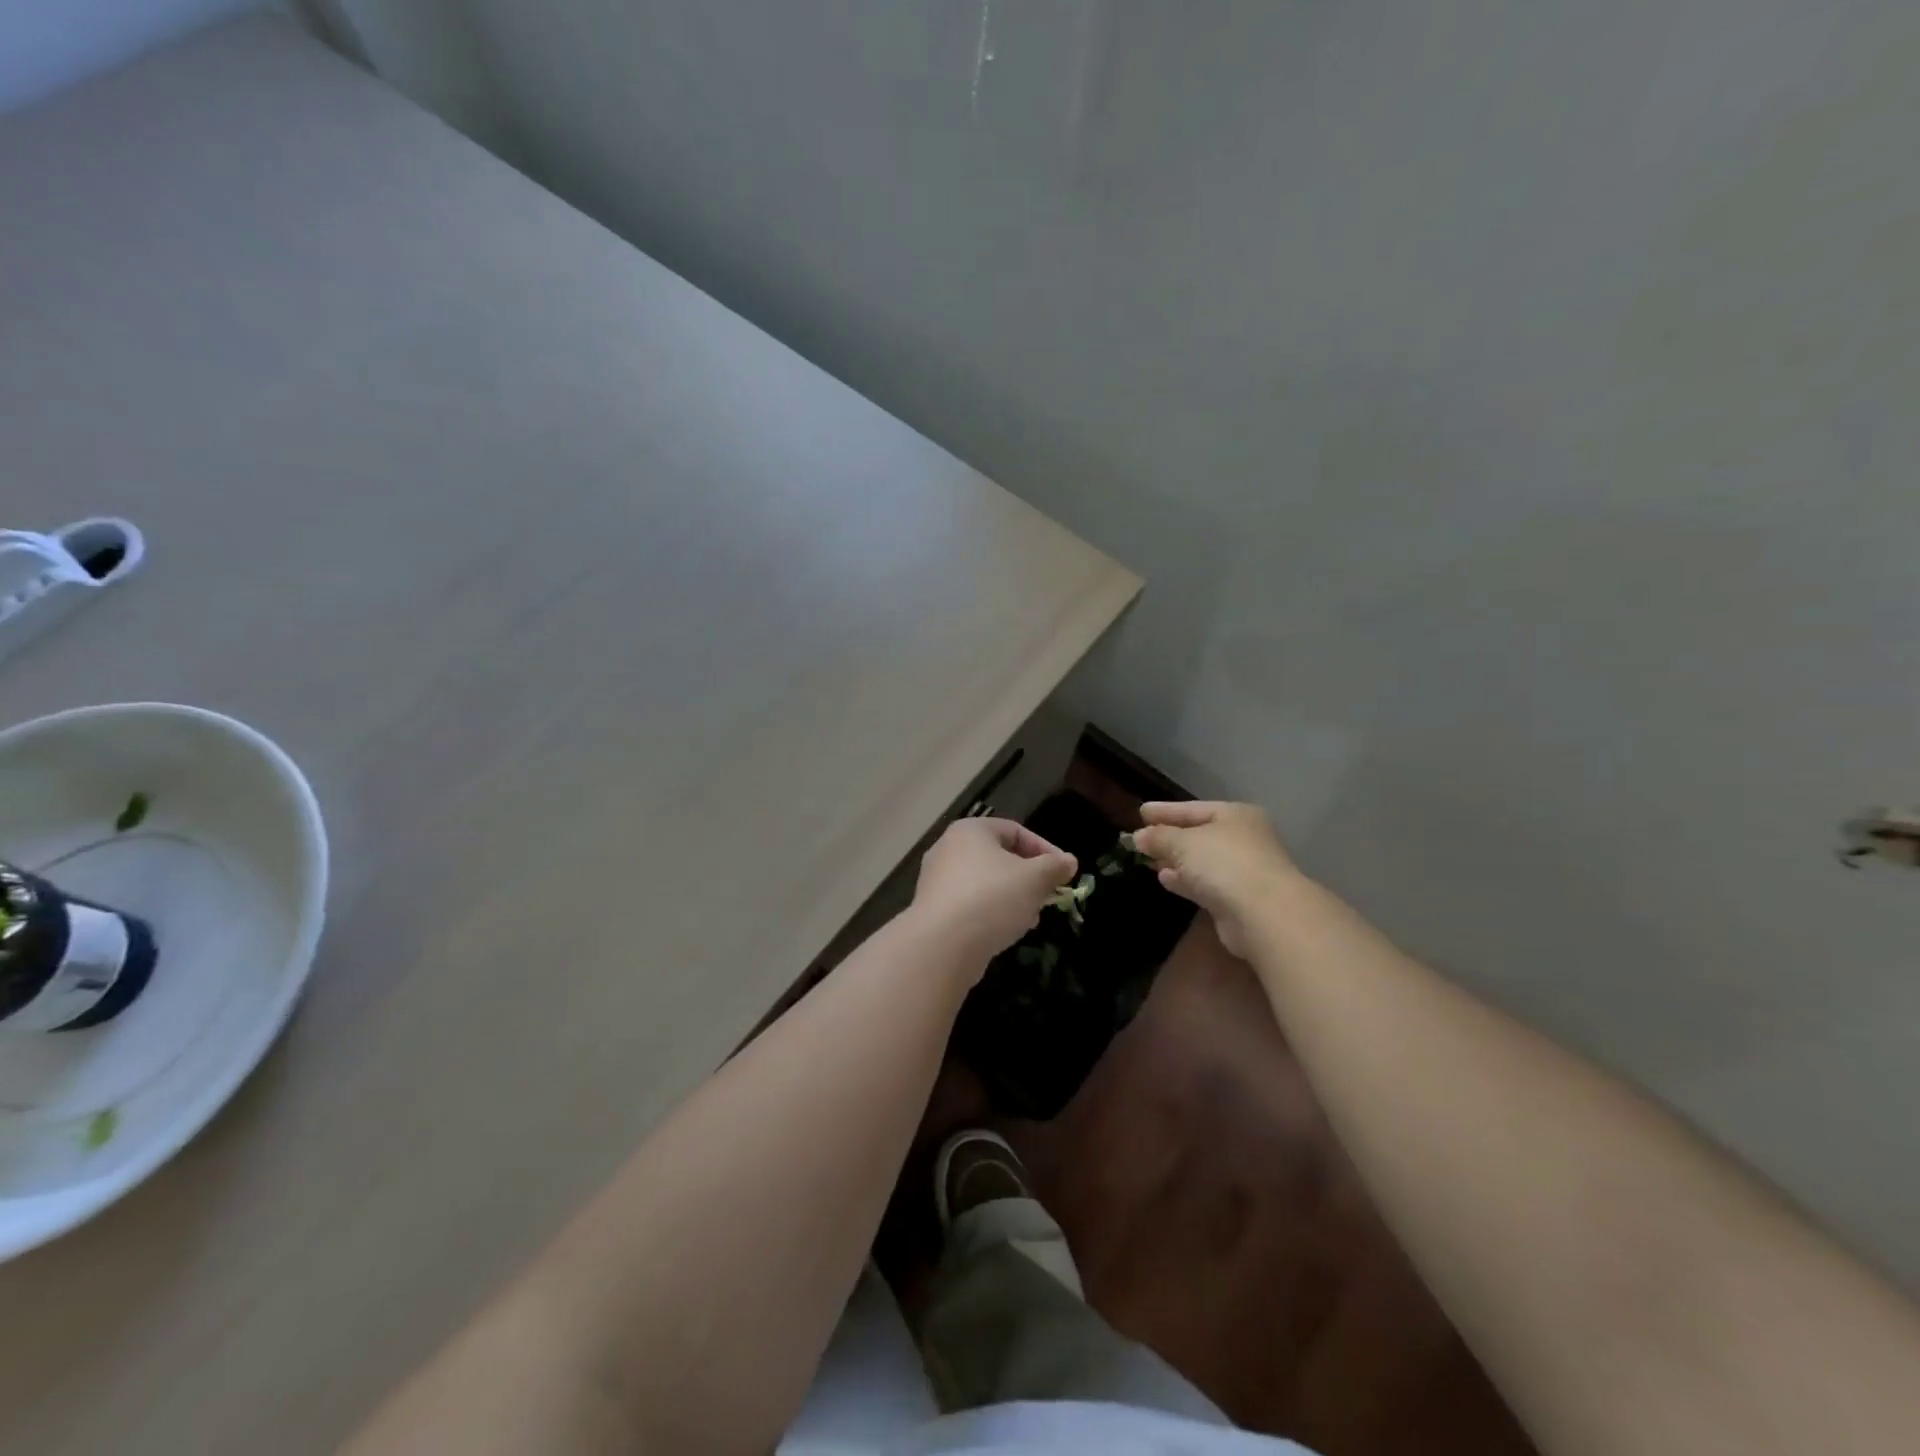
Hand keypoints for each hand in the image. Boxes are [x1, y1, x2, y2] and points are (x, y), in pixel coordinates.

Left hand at [911, 817, 1077, 970]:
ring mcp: (936, 881)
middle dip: (1028, 877)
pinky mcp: (933, 910)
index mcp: (970, 831)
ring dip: (1012, 898)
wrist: (942, 945)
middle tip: (1048, 896)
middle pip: (999, 857)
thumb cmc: (992, 898)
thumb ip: (1054, 867)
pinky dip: (991, 913)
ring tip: (1031, 918)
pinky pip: (970, 904)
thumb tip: (1069, 861)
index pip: (1015, 830)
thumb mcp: (1034, 879)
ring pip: (985, 883)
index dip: (1044, 849)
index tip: (1064, 872)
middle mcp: (948, 849)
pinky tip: (1006, 932)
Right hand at [1130, 801, 1296, 957]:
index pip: (1193, 808)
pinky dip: (1185, 880)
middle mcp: (1243, 839)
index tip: (1141, 812)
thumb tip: (1139, 837)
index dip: (1165, 811)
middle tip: (1140, 838)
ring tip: (1149, 860)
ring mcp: (1243, 871)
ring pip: (1201, 861)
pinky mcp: (1237, 899)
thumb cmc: (1224, 863)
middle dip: (1169, 837)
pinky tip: (1164, 879)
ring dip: (1175, 861)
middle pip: (1199, 834)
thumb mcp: (1183, 843)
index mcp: (1236, 816)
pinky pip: (1204, 883)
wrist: (1264, 914)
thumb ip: (1159, 837)